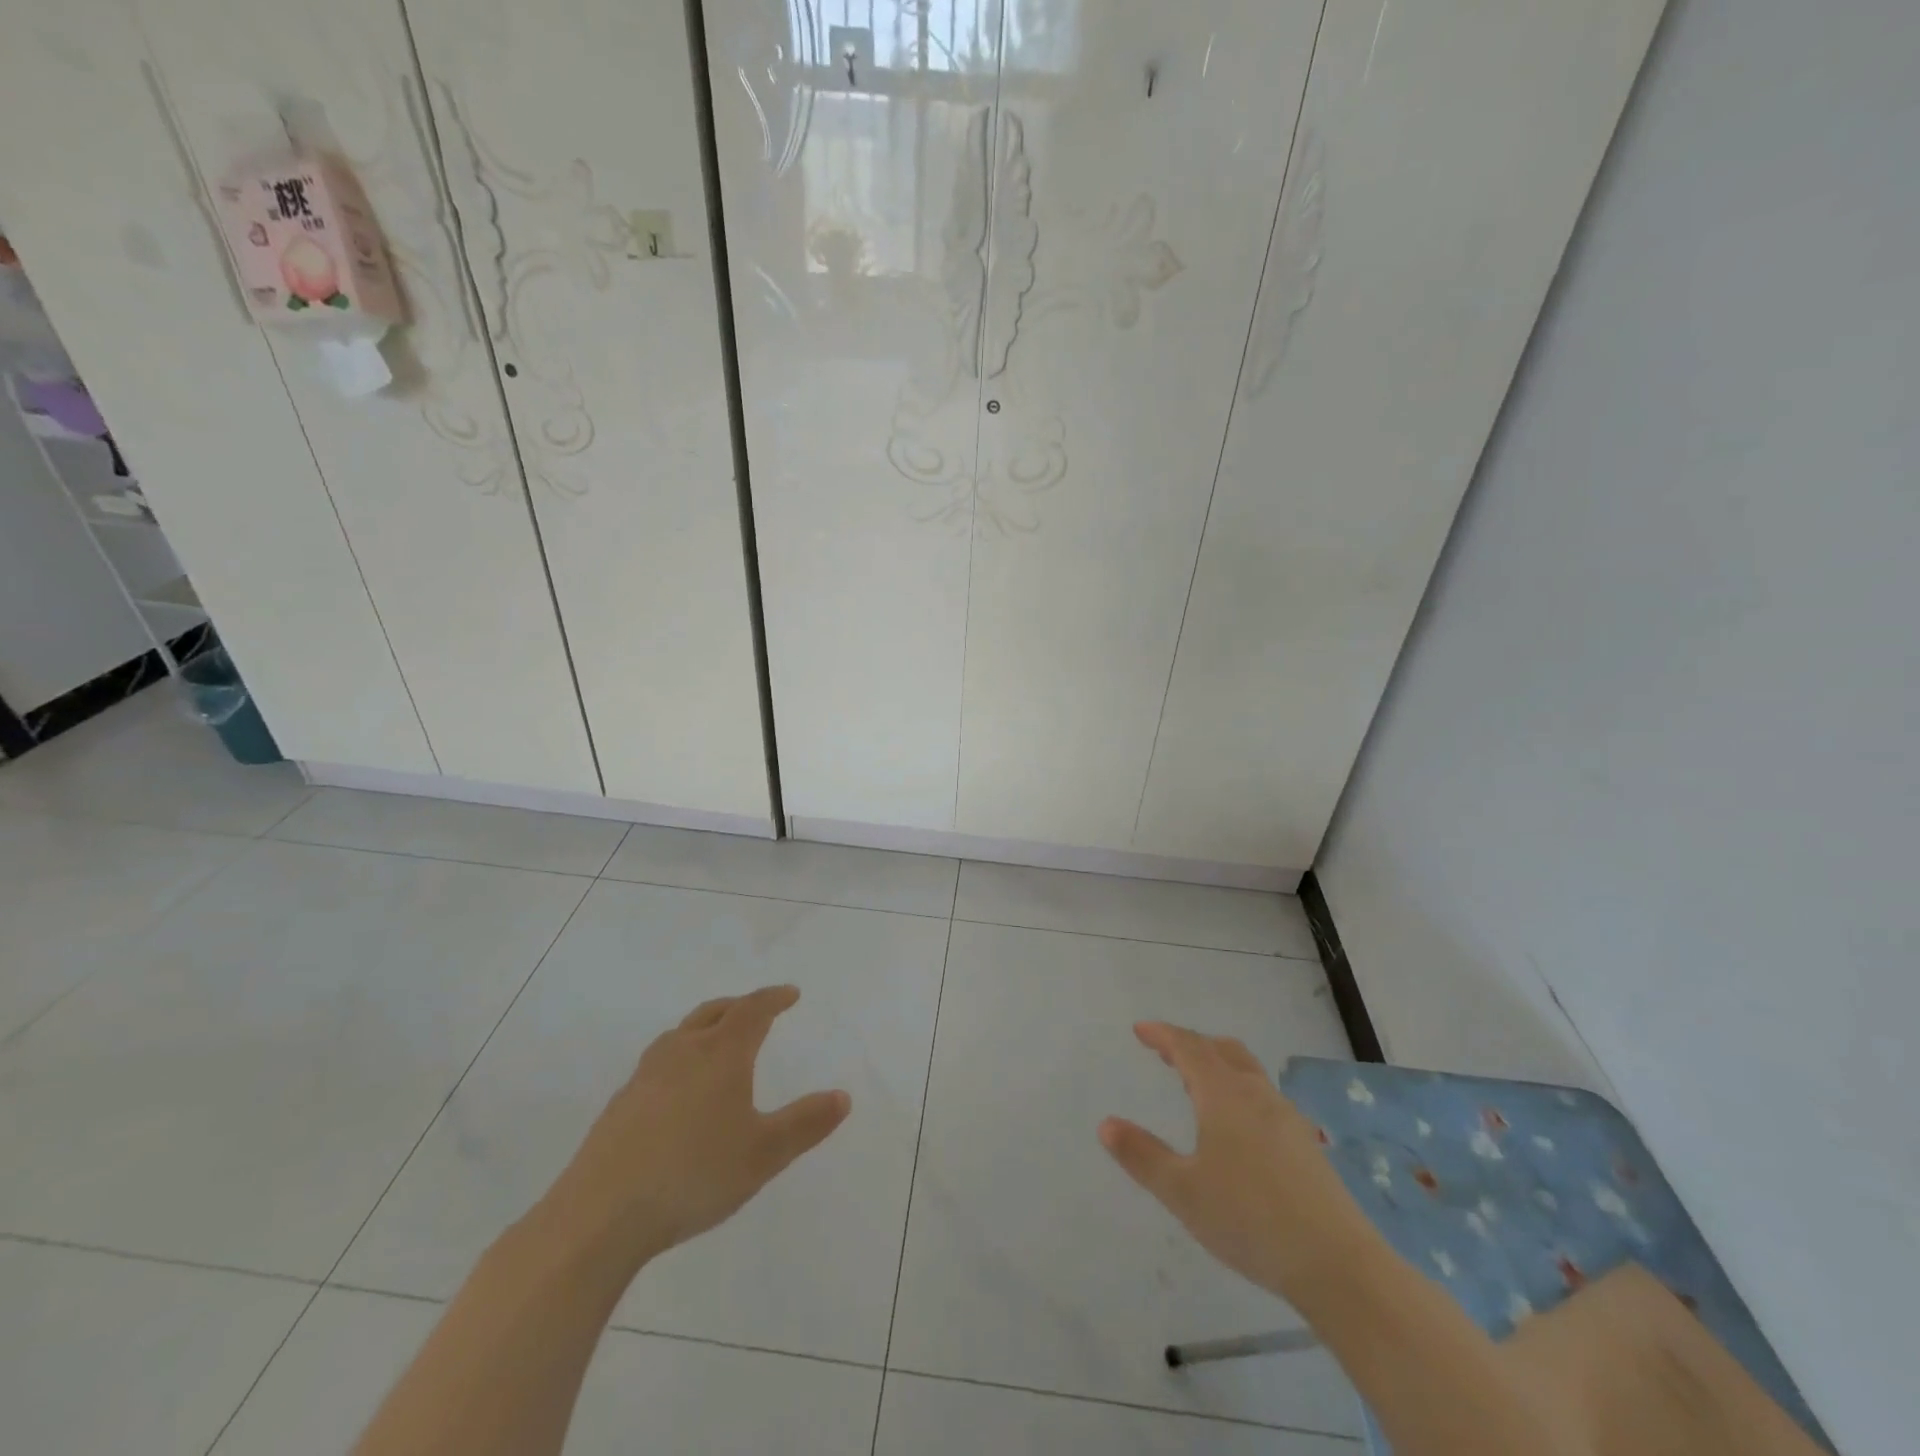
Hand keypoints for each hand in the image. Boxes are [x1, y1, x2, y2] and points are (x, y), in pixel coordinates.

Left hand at [545, 985, 850, 1271]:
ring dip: (706, 1027)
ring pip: (681, 1033)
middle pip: (714, 1012)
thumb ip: (806, 1124)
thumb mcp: (763, 1154)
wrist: (599, 1216)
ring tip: (717, 1041)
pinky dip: (680, 1057)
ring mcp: (645, 1076)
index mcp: (721, 1054)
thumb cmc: (693, 1175)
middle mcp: (682, 1052)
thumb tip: (843, 1096)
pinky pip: (659, 1062)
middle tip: (757, 1010)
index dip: (774, 998)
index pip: (752, 1010)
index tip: (790, 993)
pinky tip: (678, 1089)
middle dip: (740, 1006)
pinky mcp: (620, 1104)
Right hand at [1099, 1022, 1365, 1300]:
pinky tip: (1238, 1126)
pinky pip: (1264, 1097)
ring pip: (1248, 1072)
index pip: (1189, 1048)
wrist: (1337, 1265)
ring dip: (1218, 1065)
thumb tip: (1105, 1124)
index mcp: (1224, 1095)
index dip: (1163, 1035)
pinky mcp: (1305, 1145)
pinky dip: (1239, 1090)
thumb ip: (1142, 1156)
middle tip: (1167, 1052)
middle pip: (1223, 1050)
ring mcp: (1287, 1118)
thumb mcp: (1182, 1191)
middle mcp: (1256, 1095)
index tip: (1141, 1030)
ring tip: (1198, 1084)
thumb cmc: (1249, 1219)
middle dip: (1192, 1045)